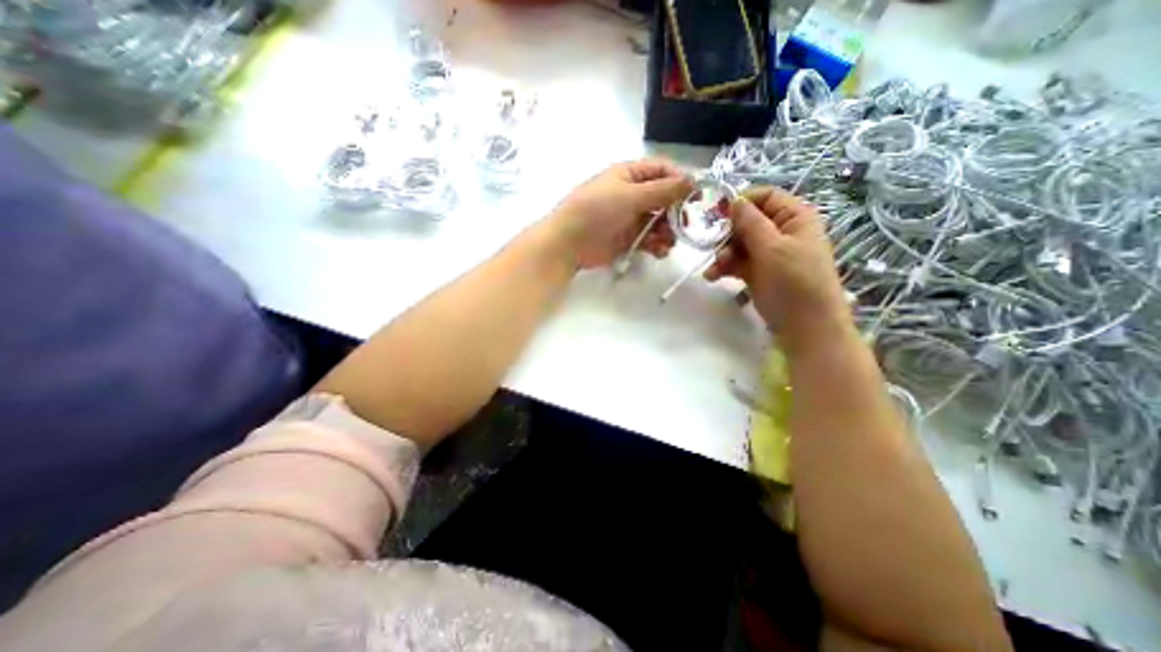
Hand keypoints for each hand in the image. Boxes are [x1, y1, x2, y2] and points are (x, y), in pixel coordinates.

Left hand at [549, 158, 693, 269]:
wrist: (569, 243)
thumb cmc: (597, 211)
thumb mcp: (630, 195)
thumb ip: (663, 190)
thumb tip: (692, 180)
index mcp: (629, 175)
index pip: (662, 171)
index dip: (679, 181)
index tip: (694, 197)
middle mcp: (631, 194)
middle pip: (663, 198)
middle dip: (675, 211)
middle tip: (683, 225)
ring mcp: (629, 218)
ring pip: (658, 221)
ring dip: (667, 231)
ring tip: (668, 242)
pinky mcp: (627, 239)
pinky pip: (648, 239)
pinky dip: (656, 245)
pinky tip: (659, 252)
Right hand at [698, 186, 849, 346]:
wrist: (804, 326)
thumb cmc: (794, 282)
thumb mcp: (772, 249)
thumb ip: (751, 223)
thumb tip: (734, 200)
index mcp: (794, 218)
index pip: (765, 197)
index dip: (741, 202)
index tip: (717, 214)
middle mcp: (781, 232)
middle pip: (747, 221)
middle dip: (727, 234)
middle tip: (713, 247)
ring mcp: (768, 253)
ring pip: (738, 243)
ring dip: (722, 254)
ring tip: (714, 270)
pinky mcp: (757, 272)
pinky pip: (737, 262)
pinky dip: (724, 267)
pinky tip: (712, 276)